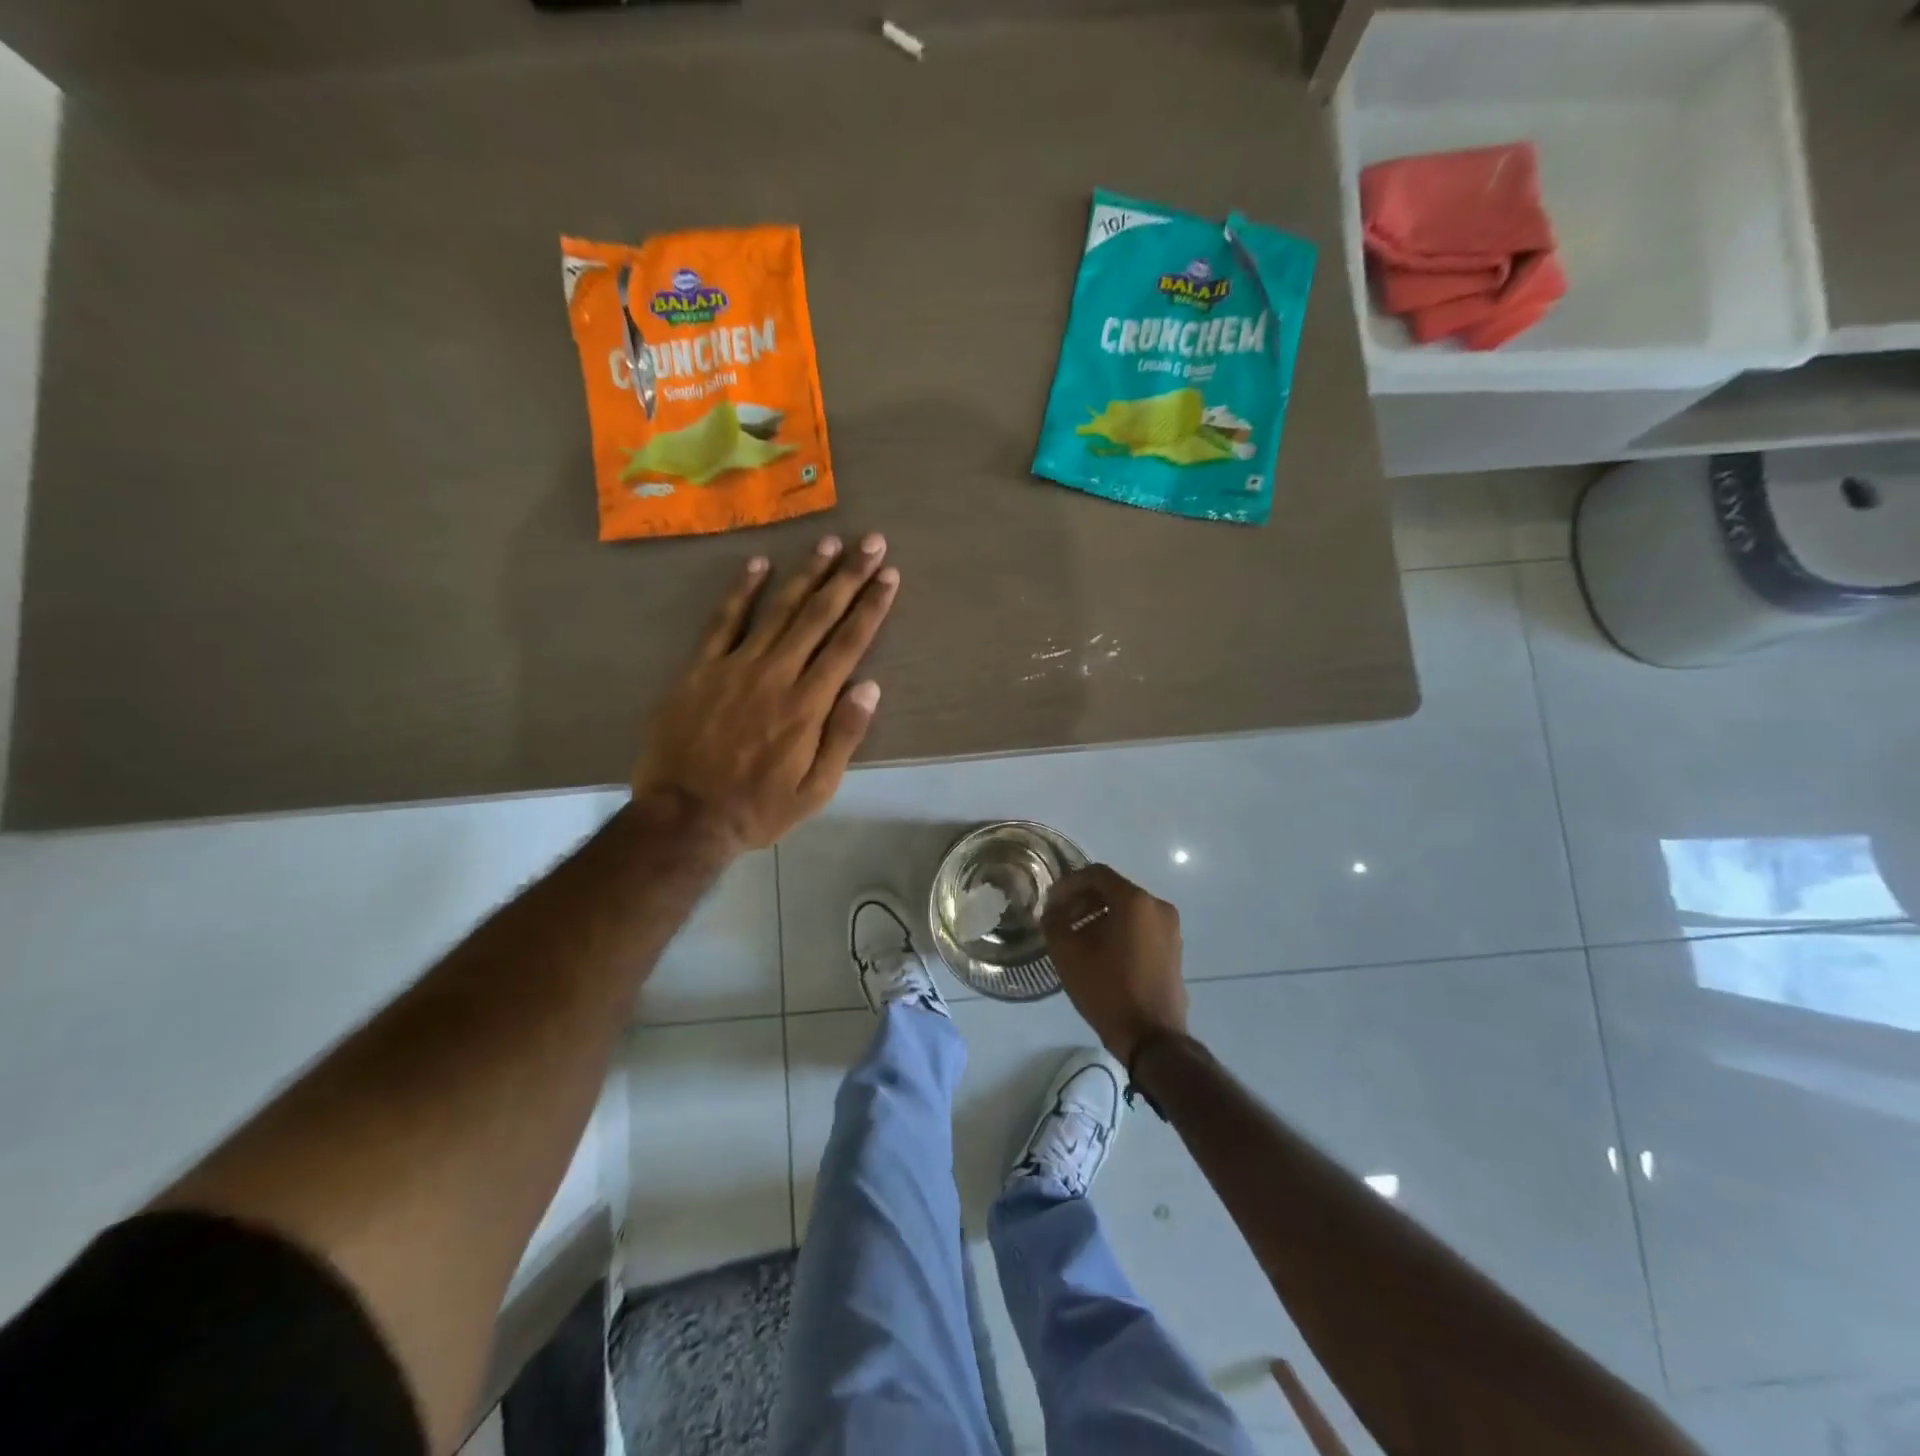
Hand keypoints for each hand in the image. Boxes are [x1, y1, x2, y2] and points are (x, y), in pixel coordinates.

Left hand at [632, 533, 898, 851]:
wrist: (684, 817)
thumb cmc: (757, 808)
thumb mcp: (815, 790)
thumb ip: (843, 736)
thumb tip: (870, 687)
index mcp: (807, 705)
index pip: (848, 644)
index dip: (871, 607)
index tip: (889, 576)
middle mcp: (776, 675)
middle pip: (818, 616)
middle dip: (848, 576)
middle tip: (870, 542)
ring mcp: (735, 667)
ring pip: (777, 609)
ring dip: (806, 574)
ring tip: (828, 543)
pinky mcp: (700, 669)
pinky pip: (723, 621)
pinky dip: (741, 591)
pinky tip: (757, 565)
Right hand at [1041, 864, 1187, 1064]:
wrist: (1153, 1038)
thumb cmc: (1109, 991)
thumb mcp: (1068, 955)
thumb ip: (1054, 923)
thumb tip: (1052, 910)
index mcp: (1135, 901)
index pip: (1096, 874)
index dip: (1068, 884)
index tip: (1050, 902)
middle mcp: (1157, 906)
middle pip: (1113, 889)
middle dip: (1082, 900)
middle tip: (1060, 920)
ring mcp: (1170, 928)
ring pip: (1127, 908)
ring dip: (1098, 915)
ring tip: (1076, 938)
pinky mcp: (1173, 947)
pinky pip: (1140, 925)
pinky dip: (1117, 928)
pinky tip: (1098, 952)